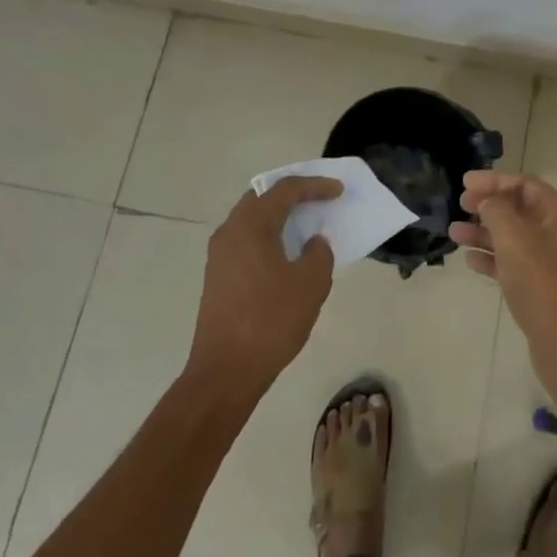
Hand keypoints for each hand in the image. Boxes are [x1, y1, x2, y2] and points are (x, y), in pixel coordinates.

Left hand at [188, 176, 342, 398]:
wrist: (225, 371)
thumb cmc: (271, 321)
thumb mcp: (310, 284)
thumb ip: (319, 254)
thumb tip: (313, 243)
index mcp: (251, 225)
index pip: (285, 190)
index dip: (315, 186)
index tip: (339, 189)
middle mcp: (230, 231)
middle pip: (262, 198)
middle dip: (292, 194)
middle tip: (319, 198)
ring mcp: (219, 255)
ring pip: (252, 219)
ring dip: (279, 216)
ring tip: (306, 223)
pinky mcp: (218, 276)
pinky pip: (246, 240)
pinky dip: (268, 236)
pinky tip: (286, 253)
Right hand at [450, 172, 556, 399]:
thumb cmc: (541, 283)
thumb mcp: (514, 238)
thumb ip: (496, 211)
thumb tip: (488, 201)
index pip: (525, 184)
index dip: (494, 180)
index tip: (464, 183)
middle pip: (520, 208)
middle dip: (488, 205)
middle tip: (460, 205)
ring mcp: (553, 261)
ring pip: (514, 237)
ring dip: (484, 232)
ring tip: (453, 234)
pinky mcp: (544, 287)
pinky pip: (515, 262)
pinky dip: (493, 258)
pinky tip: (470, 261)